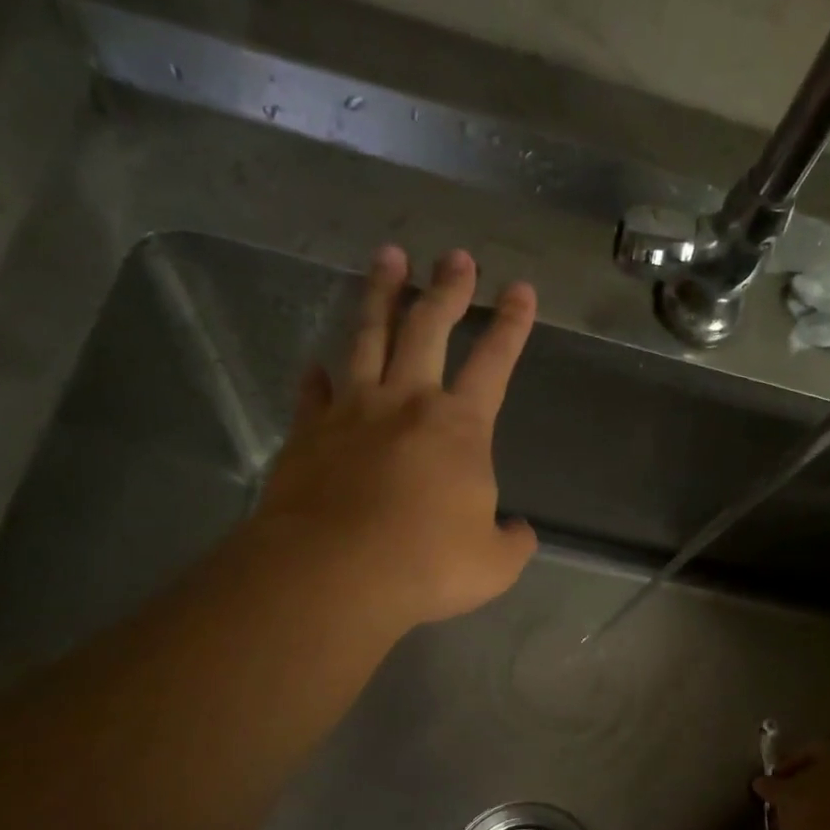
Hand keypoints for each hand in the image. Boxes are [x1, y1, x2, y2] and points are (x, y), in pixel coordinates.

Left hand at [252, 246, 538, 631]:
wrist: (335, 573)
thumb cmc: (427, 564)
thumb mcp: (494, 564)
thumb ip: (512, 542)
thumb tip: (519, 531)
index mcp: (460, 427)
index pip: (494, 362)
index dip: (512, 324)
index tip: (521, 289)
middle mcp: (406, 402)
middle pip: (427, 328)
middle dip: (447, 289)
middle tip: (455, 256)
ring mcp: (352, 412)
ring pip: (367, 337)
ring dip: (380, 295)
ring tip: (386, 259)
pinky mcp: (307, 433)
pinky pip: (313, 393)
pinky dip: (317, 377)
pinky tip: (316, 365)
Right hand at [753, 740, 829, 829]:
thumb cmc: (812, 811)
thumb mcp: (783, 795)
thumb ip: (771, 786)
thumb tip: (760, 782)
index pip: (809, 750)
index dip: (786, 765)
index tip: (772, 782)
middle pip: (826, 773)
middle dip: (802, 787)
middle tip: (781, 801)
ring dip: (814, 806)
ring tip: (790, 822)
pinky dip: (828, 821)